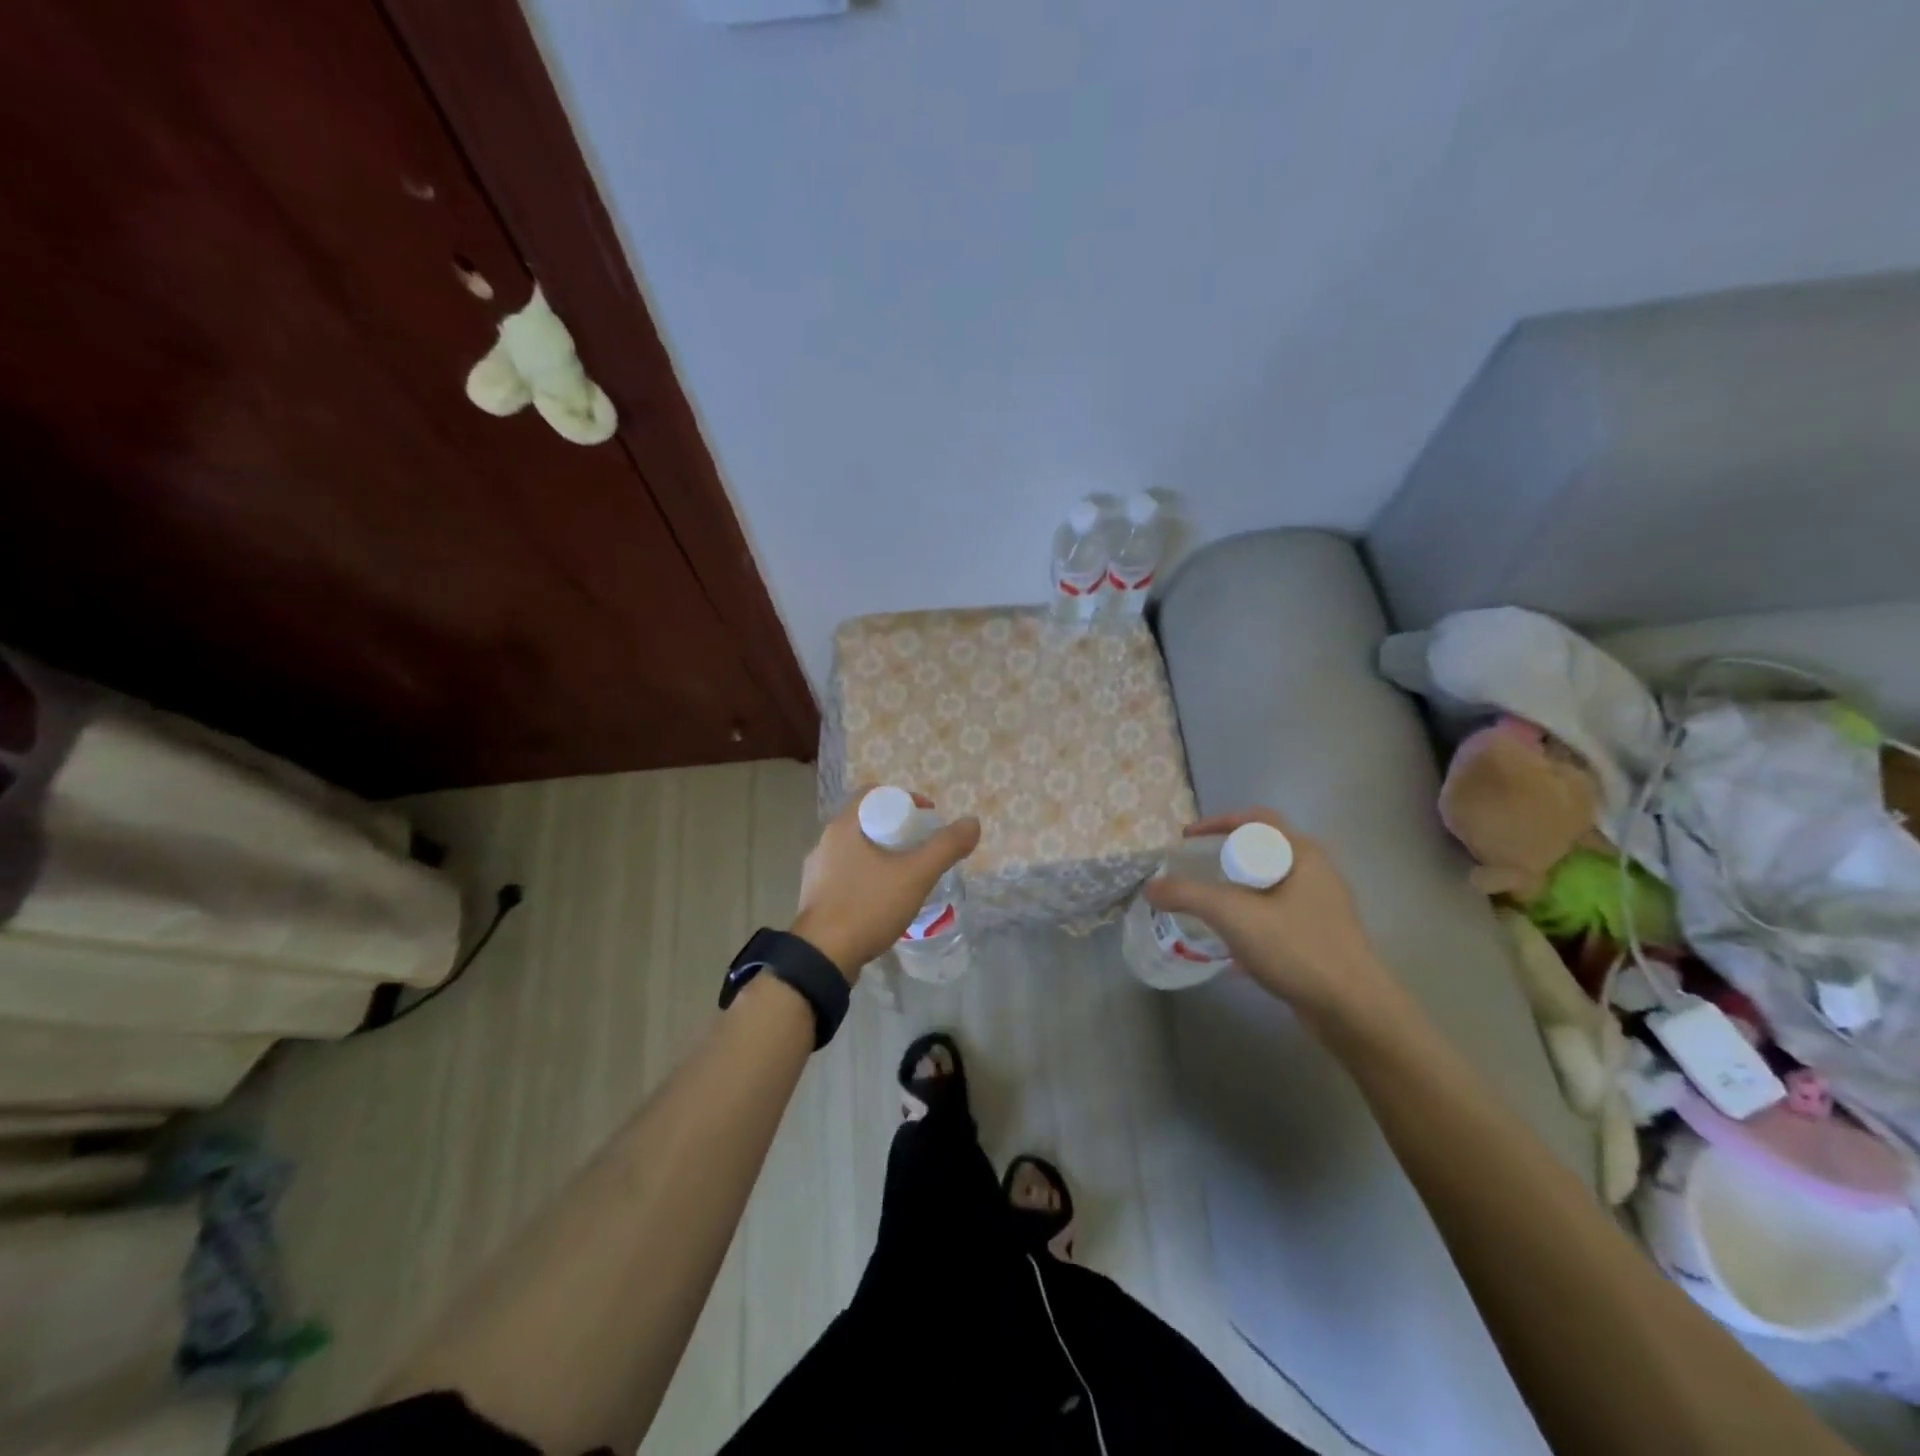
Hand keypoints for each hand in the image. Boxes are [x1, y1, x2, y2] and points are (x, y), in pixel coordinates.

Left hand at [791, 793, 981, 980]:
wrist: (822, 958)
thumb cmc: (867, 907)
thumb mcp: (915, 875)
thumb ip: (945, 847)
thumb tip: (972, 822)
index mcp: (843, 826)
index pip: (874, 794)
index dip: (904, 799)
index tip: (926, 819)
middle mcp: (825, 842)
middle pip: (867, 822)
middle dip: (897, 830)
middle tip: (922, 848)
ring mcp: (817, 871)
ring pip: (856, 850)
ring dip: (882, 855)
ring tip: (907, 875)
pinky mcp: (816, 897)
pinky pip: (847, 875)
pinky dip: (868, 877)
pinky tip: (883, 899)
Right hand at [1144, 807, 1389, 1020]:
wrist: (1353, 1010)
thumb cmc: (1296, 948)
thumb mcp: (1232, 915)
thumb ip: (1187, 896)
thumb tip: (1150, 887)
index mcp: (1301, 854)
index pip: (1256, 820)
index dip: (1218, 822)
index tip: (1187, 838)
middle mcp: (1316, 872)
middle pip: (1263, 850)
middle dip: (1226, 856)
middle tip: (1196, 870)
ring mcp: (1322, 905)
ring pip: (1270, 884)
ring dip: (1237, 888)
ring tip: (1208, 904)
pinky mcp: (1321, 935)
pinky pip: (1277, 913)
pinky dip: (1251, 916)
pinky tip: (1232, 941)